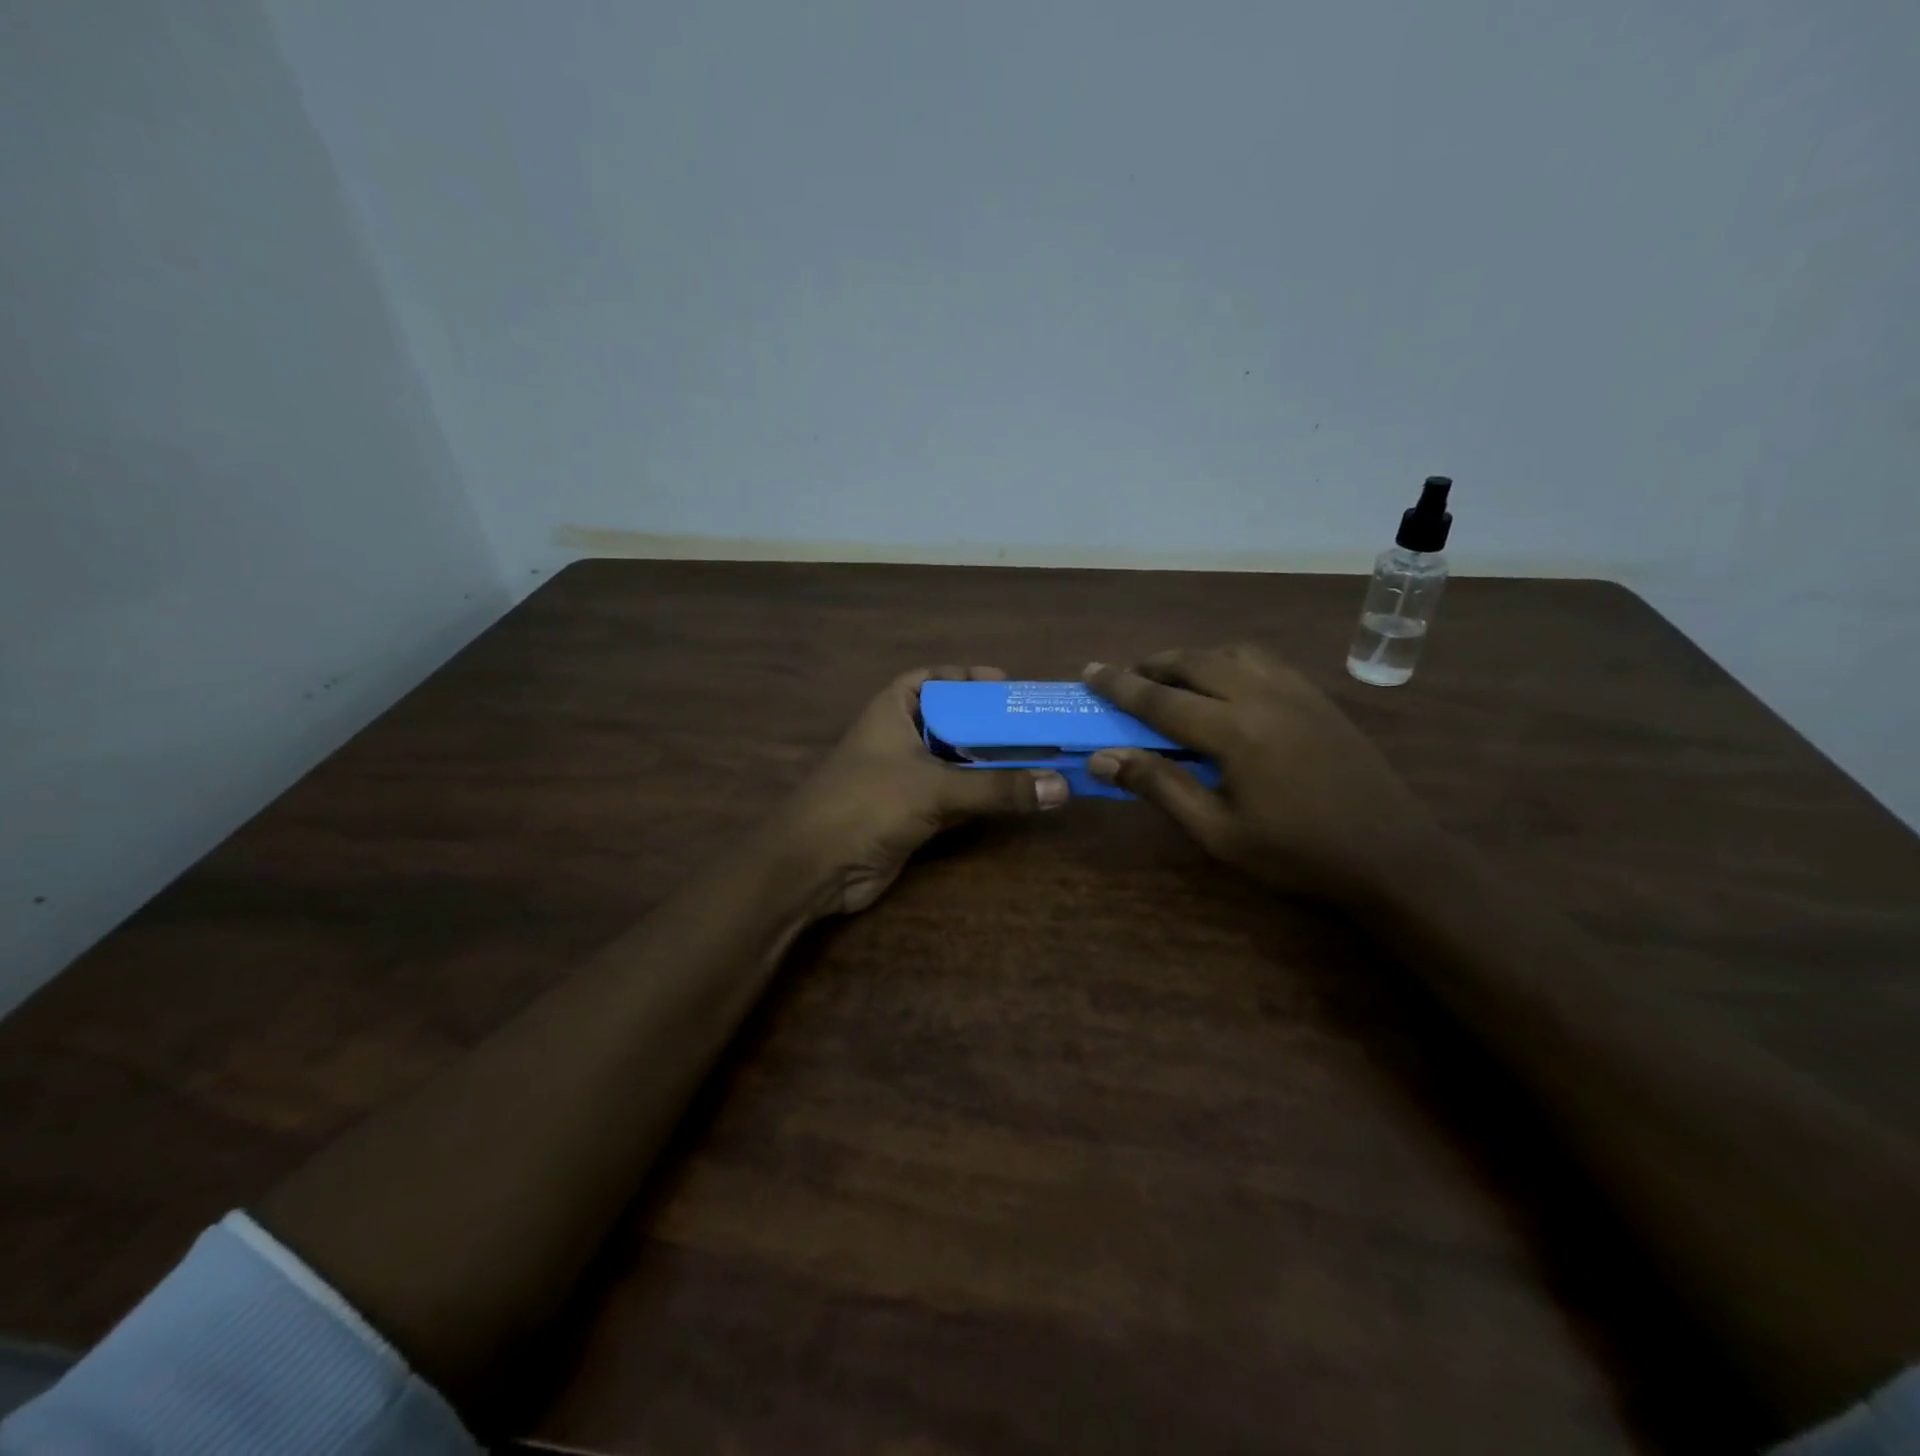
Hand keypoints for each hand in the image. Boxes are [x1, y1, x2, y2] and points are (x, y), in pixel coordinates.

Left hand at [772, 666, 1068, 914]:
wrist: (815, 866)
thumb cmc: (868, 803)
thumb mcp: (934, 787)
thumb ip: (996, 788)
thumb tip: (1061, 787)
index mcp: (893, 710)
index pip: (932, 679)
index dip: (966, 677)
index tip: (1006, 684)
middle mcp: (899, 739)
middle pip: (951, 722)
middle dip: (989, 725)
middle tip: (1036, 726)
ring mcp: (904, 779)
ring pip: (955, 763)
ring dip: (990, 764)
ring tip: (1039, 758)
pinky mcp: (911, 815)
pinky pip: (954, 798)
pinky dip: (981, 797)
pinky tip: (1016, 797)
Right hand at [1083, 647, 1437, 904]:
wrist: (1392, 855)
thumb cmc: (1297, 854)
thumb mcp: (1218, 832)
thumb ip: (1160, 787)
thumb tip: (1103, 759)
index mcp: (1234, 731)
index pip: (1160, 699)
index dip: (1119, 686)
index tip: (1088, 671)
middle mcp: (1262, 696)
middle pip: (1194, 662)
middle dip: (1151, 665)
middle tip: (1124, 679)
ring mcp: (1295, 691)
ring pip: (1230, 653)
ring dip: (1192, 659)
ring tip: (1171, 680)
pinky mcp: (1317, 697)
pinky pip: (1262, 661)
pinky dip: (1229, 661)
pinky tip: (1225, 685)